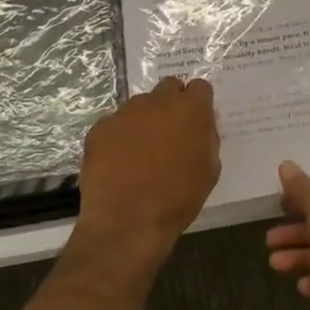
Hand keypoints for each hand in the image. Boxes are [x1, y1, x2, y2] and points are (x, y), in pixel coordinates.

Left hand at [76, 78, 220, 262]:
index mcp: (190, 110)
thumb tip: (200, 127)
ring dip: (145, 120)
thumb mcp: (209, 171)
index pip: (200, 87)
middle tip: (171, 132)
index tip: (196, 120)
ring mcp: (125, 113)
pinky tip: (119, 162)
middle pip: (168, 87)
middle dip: (172, 103)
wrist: (127, 222)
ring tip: (141, 152)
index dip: (199, 103)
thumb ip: (207, 139)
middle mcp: (157, 102)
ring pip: (140, 105)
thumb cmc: (177, 199)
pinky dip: (120, 137)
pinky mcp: (100, 128)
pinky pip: (115, 124)